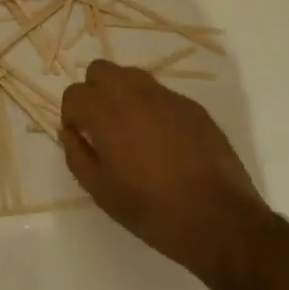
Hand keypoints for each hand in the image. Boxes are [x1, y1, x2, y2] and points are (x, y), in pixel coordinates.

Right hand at [61, 60, 265, 280]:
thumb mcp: (102, 192)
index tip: (80, 137)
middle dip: (94, 92)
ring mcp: (166, 96)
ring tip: (131, 130)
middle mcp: (134, 94)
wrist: (219, 219)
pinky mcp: (191, 105)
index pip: (74, 93)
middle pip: (100, 70)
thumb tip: (69, 133)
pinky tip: (164, 141)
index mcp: (107, 113)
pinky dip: (152, 107)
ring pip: (131, 76)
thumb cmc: (153, 211)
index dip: (71, 115)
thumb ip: (77, 156)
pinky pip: (161, 94)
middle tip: (101, 126)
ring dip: (122, 94)